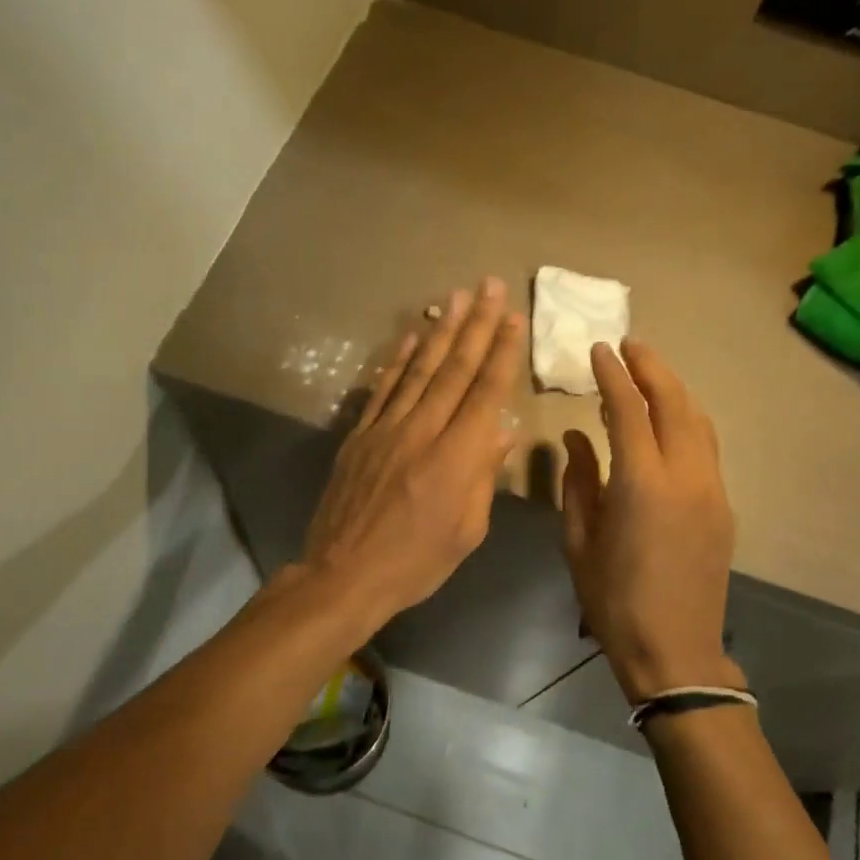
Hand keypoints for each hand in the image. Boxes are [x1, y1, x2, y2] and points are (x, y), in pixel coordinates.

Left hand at [301, 277, 525, 626]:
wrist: (345, 574)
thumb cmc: (417, 562)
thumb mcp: (467, 530)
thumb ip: (484, 476)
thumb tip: (502, 432)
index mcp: (457, 457)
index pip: (485, 393)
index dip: (502, 352)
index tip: (514, 318)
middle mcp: (423, 431)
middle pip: (454, 370)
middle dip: (476, 325)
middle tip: (489, 285)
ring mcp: (386, 429)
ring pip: (418, 370)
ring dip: (440, 331)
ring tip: (456, 296)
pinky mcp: (359, 436)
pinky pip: (383, 390)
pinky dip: (398, 361)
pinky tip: (412, 336)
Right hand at [561, 338, 736, 702]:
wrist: (675, 649)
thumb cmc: (613, 599)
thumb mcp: (578, 540)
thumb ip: (578, 481)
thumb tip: (575, 437)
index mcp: (641, 484)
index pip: (628, 410)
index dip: (613, 375)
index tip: (599, 349)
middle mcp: (685, 476)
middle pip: (674, 402)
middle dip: (651, 367)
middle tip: (629, 345)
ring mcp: (711, 489)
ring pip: (698, 420)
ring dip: (673, 390)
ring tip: (648, 374)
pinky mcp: (723, 505)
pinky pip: (706, 446)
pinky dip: (686, 420)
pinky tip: (667, 421)